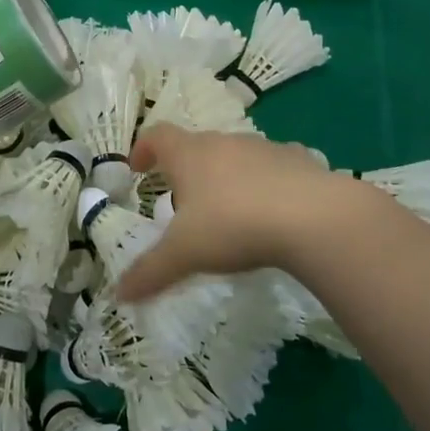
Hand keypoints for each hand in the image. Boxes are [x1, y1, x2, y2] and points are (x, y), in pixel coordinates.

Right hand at [116, 124, 386, 301]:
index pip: (157, 136)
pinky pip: (274, 165)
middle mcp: (224, 142)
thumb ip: (150, 272)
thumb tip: (118, 294)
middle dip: (186, 169)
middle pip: (197, 145)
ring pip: (236, 154)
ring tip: (229, 209)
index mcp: (190, 155)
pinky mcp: (297, 159)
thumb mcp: (184, 254)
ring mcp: (263, 147)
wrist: (311, 216)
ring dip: (227, 174)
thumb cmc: (233, 225)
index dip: (144, 149)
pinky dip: (266, 181)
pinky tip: (273, 208)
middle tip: (183, 202)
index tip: (138, 169)